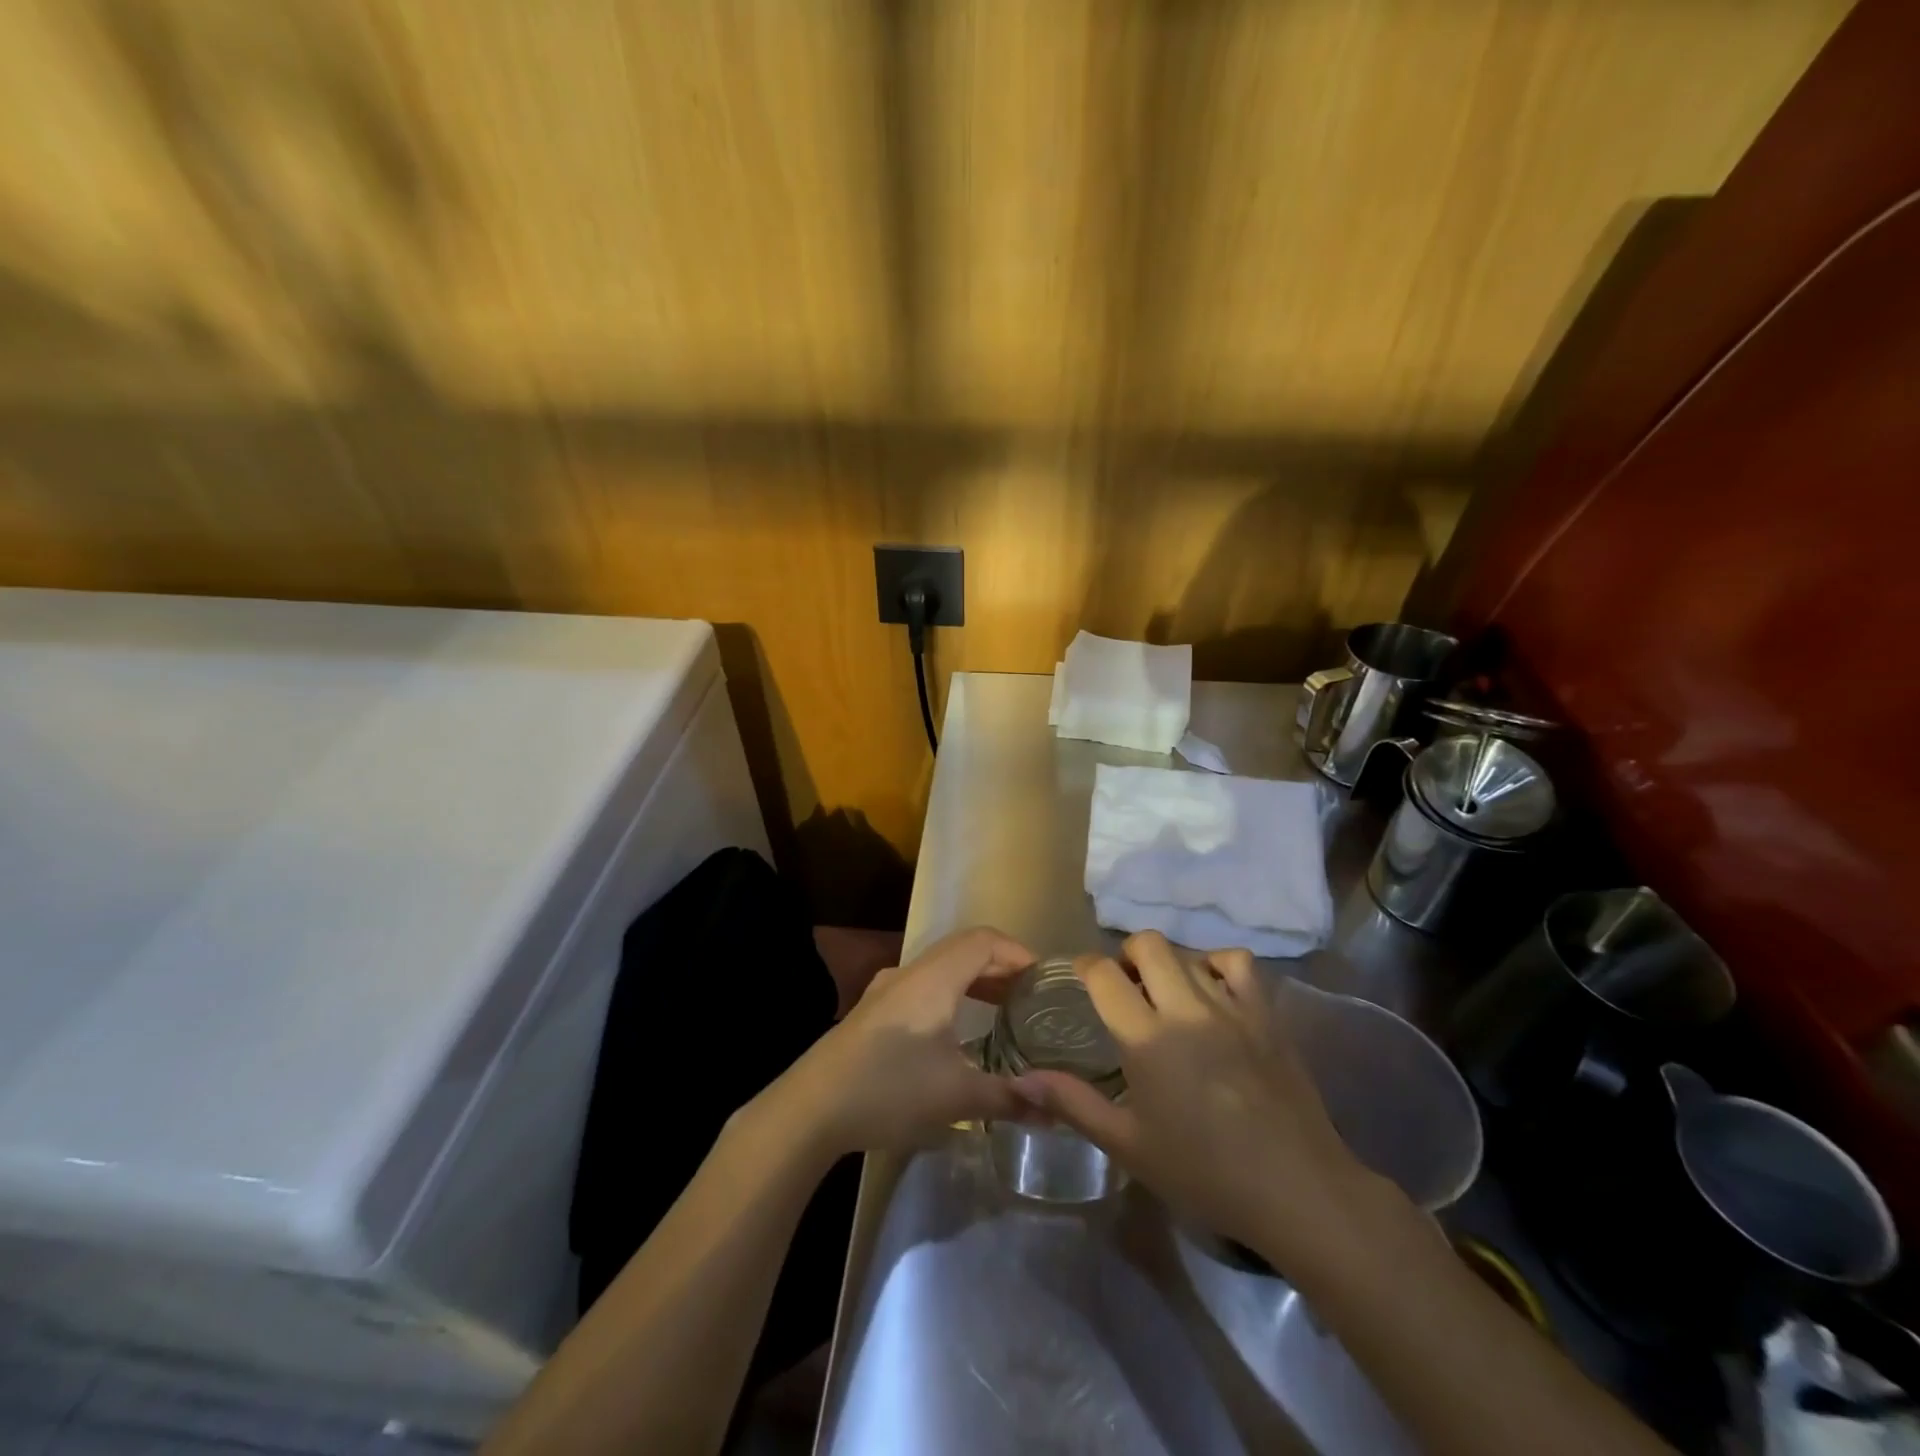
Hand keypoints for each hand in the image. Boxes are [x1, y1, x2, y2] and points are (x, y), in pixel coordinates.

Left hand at [772, 926, 1037, 1158]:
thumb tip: (1056, 1112)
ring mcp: (886, 991)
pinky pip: (924, 989)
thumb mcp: (956, 1096)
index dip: (1019, 953)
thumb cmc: (889, 1089)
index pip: (985, 940)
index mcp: (933, 977)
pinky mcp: (872, 1013)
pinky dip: (952, 998)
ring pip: (942, 970)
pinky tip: (959, 1034)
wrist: (809, 1109)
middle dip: (1002, 969)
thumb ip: (1009, 1097)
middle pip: (964, 951)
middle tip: (1032, 1001)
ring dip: (975, 983)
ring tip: (1004, 1013)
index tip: (1046, 982)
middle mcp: (909, 972)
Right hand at [1016, 931, 1396, 1272]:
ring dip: (1168, 962)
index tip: (1081, 978)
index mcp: (1146, 1038)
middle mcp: (1185, 1008)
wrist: (1297, 1189)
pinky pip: (1238, 963)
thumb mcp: (1129, 1145)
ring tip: (1165, 990)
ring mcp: (1230, 1006)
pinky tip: (1212, 990)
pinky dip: (1217, 965)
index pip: (1104, 973)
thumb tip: (1022, 1079)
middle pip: (1147, 943)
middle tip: (1124, 986)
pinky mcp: (1265, 1014)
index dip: (1085, 966)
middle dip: (1126, 954)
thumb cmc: (1204, 1172)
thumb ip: (1074, 1104)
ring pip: (1188, 951)